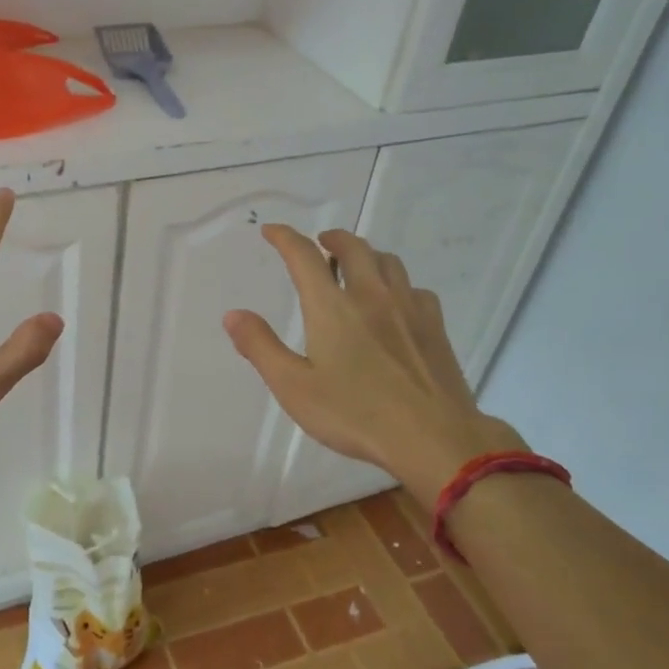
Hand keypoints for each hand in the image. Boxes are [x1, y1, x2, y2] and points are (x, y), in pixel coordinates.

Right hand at [223, 226, 523, 494]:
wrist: (434, 437)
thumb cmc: (355, 414)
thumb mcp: (294, 387)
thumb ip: (261, 347)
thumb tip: (233, 315)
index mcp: (332, 307)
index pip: (303, 256)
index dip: (284, 238)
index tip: (271, 230)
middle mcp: (371, 296)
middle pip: (353, 247)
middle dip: (332, 238)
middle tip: (320, 243)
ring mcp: (409, 308)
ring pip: (388, 261)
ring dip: (367, 254)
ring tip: (356, 266)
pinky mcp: (435, 327)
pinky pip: (415, 288)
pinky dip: (398, 284)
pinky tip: (396, 303)